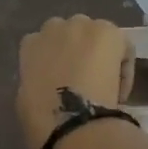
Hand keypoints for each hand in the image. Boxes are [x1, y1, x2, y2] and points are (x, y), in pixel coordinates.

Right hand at [16, 15, 134, 148]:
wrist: (73, 121)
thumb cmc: (42, 118)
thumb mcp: (25, 99)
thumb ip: (35, 81)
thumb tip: (50, 83)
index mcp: (29, 45)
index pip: (40, 44)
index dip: (53, 62)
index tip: (59, 82)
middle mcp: (54, 28)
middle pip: (69, 33)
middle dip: (76, 50)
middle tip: (83, 78)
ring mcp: (82, 26)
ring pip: (95, 35)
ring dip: (99, 52)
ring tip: (104, 82)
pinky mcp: (110, 32)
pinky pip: (121, 46)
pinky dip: (122, 66)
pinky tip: (118, 91)